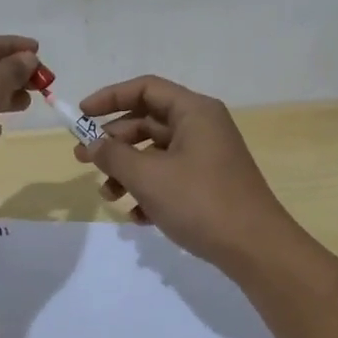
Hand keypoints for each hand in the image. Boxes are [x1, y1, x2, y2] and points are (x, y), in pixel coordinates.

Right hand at [74, 76, 298, 267]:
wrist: (255, 249)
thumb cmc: (201, 202)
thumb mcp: (149, 177)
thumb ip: (114, 155)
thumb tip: (91, 144)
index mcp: (194, 111)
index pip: (146, 89)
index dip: (110, 97)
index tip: (81, 115)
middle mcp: (203, 127)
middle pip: (148, 121)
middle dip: (114, 142)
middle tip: (82, 160)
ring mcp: (208, 157)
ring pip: (156, 153)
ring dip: (128, 171)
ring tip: (108, 196)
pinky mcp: (210, 184)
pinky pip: (171, 177)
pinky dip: (150, 191)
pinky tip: (137, 217)